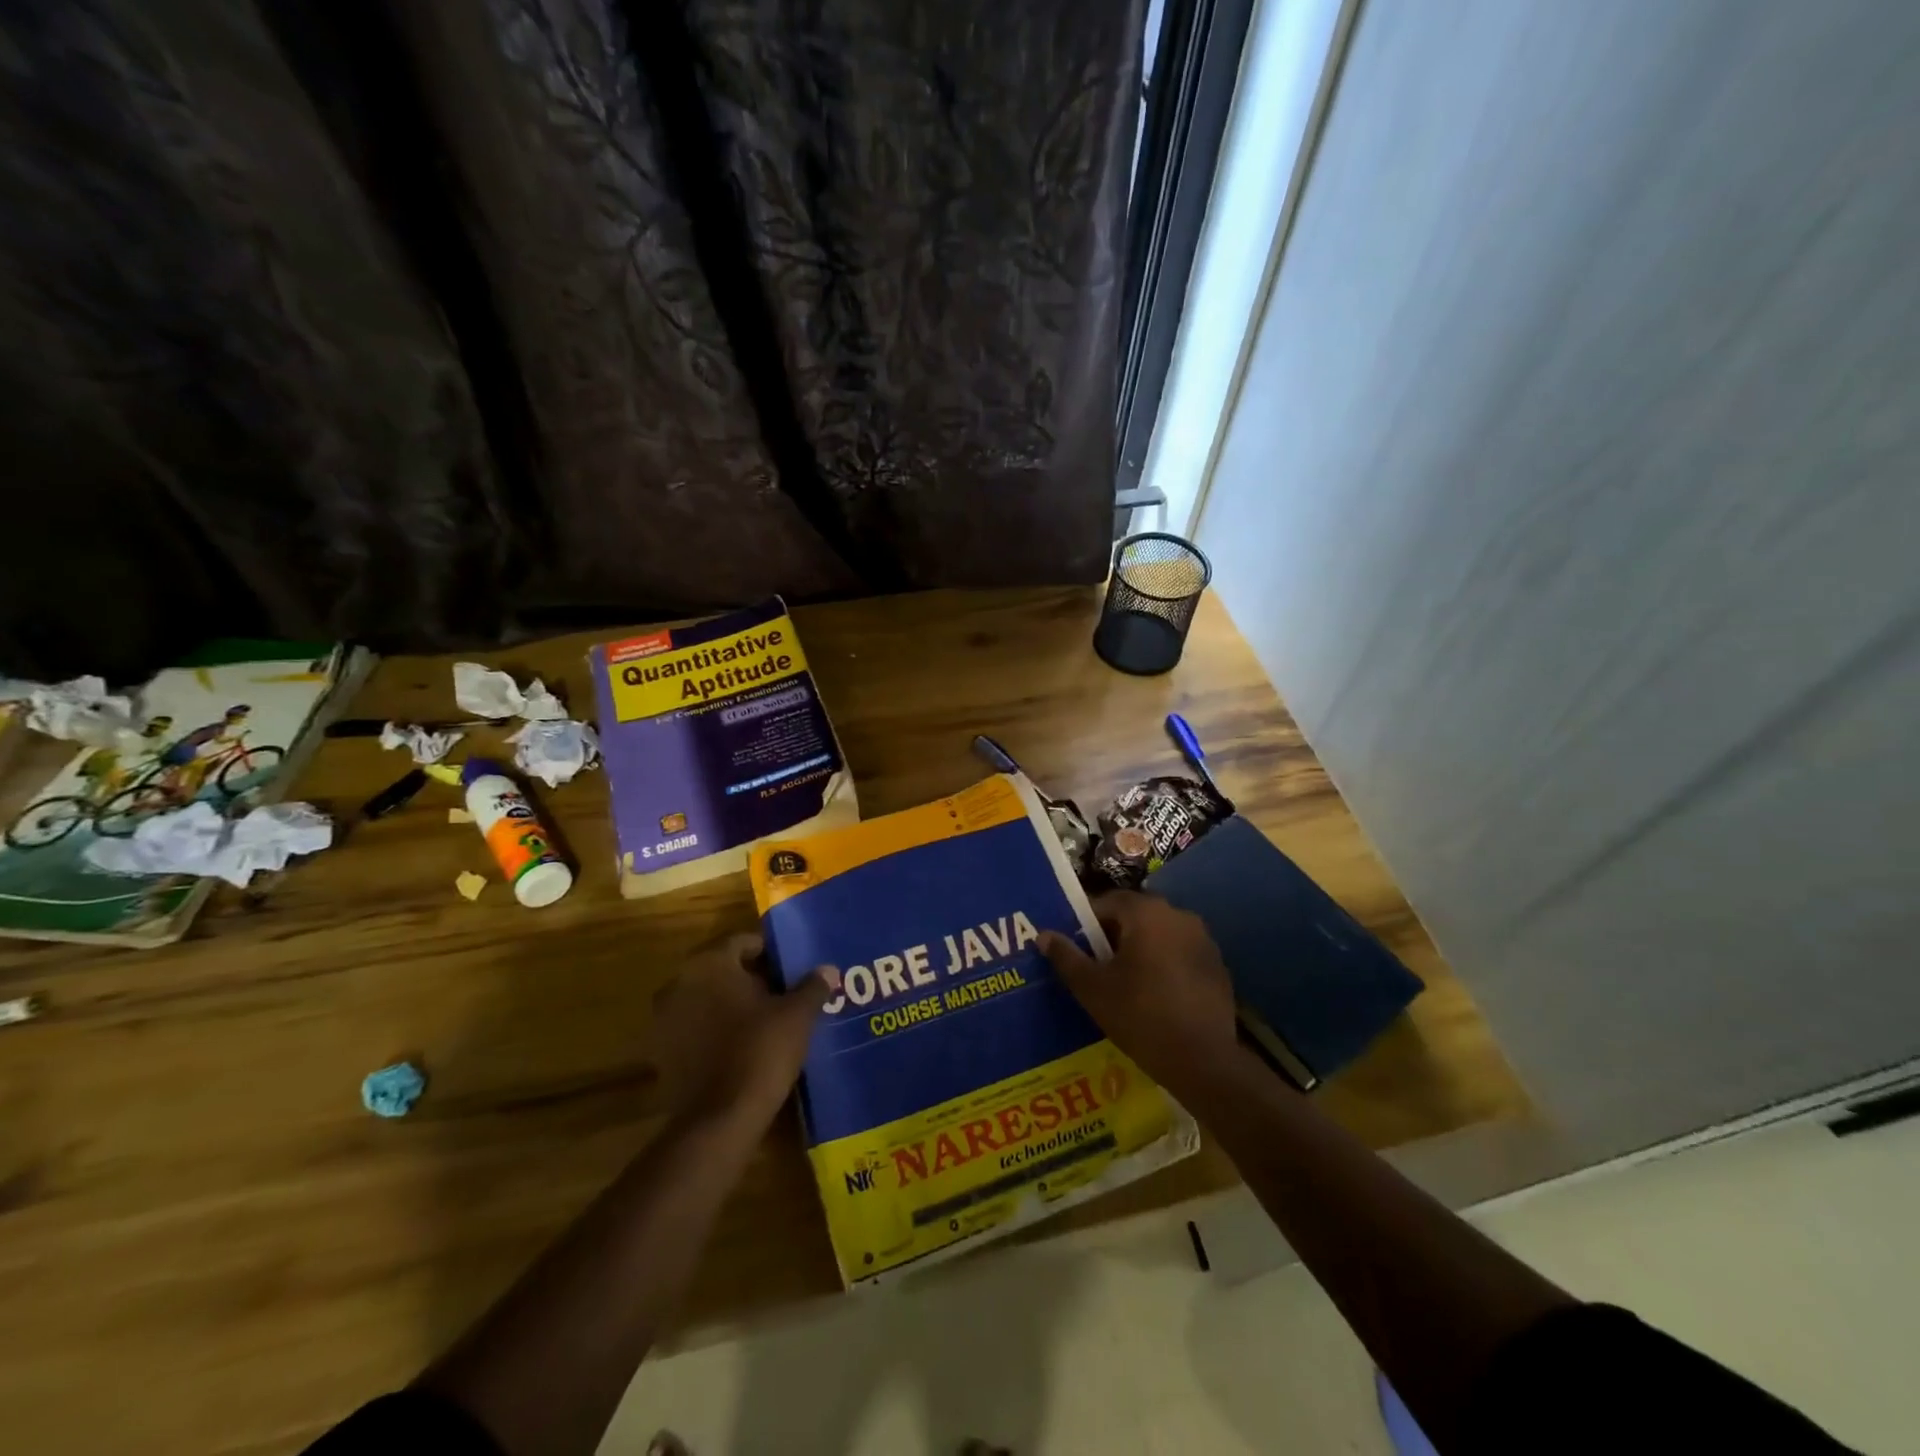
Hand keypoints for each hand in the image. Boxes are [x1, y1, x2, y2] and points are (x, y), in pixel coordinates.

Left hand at [649, 933, 837, 1128]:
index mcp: (709, 964)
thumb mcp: (797, 1015)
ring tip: (765, 1021)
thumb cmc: (761, 1051)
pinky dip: (715, 1031)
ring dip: (731, 1005)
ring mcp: (665, 1019)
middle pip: (722, 970)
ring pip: (707, 999)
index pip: (742, 942)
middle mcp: (679, 983)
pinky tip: (742, 1046)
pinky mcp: (661, 1053)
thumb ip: (812, 986)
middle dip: (751, 979)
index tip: (791, 969)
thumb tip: (827, 970)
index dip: (770, 953)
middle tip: (782, 993)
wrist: (719, 1119)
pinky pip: (695, 1028)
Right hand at [1039, 891, 1237, 1095]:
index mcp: (1146, 913)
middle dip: (1114, 935)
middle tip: (1096, 965)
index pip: (1108, 902)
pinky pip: (1181, 954)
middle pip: (1136, 916)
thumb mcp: (1092, 988)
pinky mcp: (1218, 966)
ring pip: (1160, 935)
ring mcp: (1204, 940)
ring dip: (1141, 949)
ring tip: (1125, 982)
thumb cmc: (1140, 1016)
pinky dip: (1165, 965)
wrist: (1203, 1061)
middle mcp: (1179, 915)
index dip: (1086, 922)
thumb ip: (1066, 957)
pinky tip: (1157, 995)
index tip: (1076, 947)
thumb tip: (1044, 935)